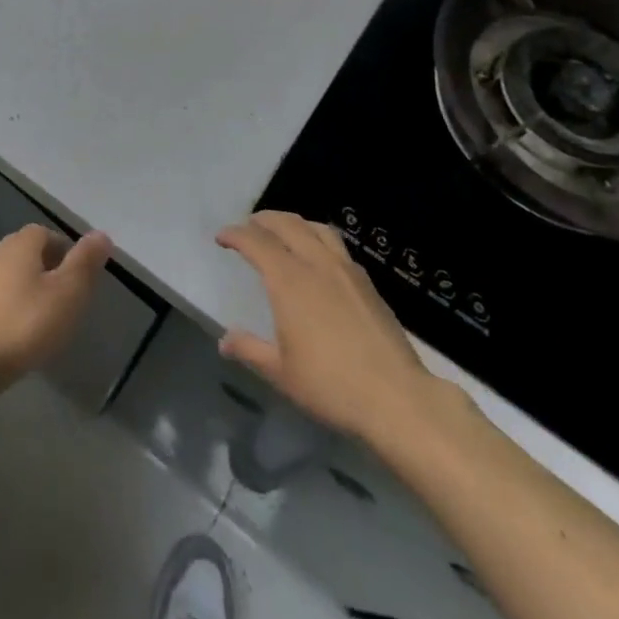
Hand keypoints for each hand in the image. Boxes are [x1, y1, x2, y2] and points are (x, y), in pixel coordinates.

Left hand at [0, 225, 112, 394]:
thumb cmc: (22, 324)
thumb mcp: (67, 293)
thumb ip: (85, 263)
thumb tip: (101, 234)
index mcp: (20, 245)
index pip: (45, 233)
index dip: (64, 249)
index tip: (79, 274)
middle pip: (25, 254)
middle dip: (46, 270)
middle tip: (66, 298)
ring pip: (8, 279)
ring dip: (26, 293)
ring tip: (44, 321)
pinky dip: (8, 313)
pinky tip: (17, 338)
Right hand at [217, 211, 453, 444]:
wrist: (396, 398)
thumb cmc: (331, 385)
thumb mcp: (281, 373)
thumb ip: (250, 350)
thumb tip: (225, 341)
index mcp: (289, 280)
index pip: (256, 242)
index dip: (235, 235)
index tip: (222, 237)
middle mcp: (316, 264)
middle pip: (287, 224)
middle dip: (263, 220)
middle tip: (248, 226)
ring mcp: (346, 270)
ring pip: (315, 228)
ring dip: (293, 223)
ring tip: (283, 232)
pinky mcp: (367, 283)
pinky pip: (336, 246)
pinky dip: (317, 239)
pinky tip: (318, 259)